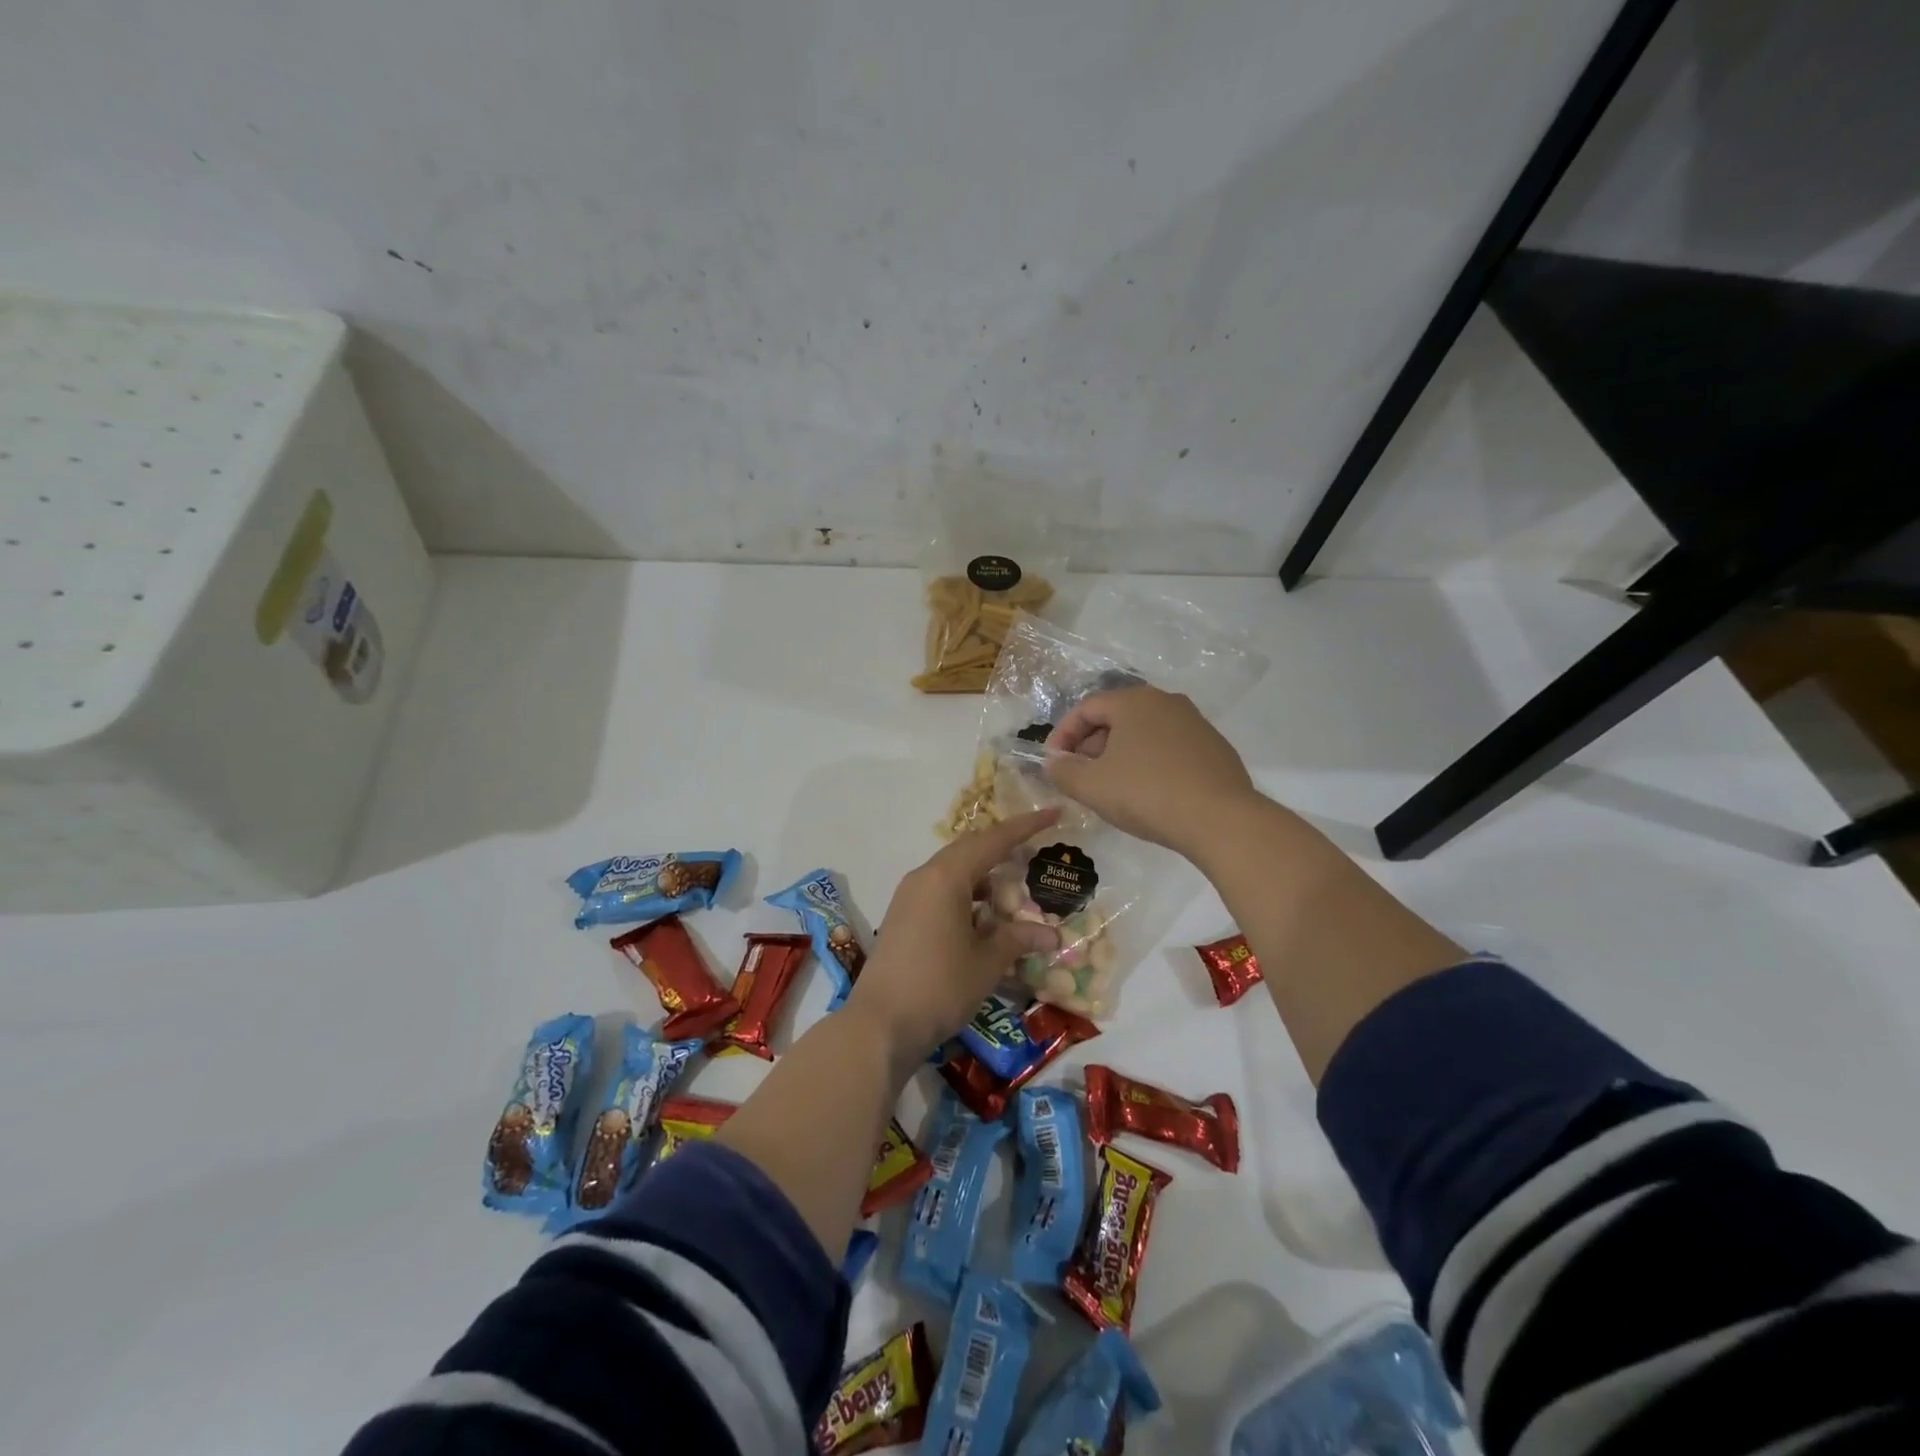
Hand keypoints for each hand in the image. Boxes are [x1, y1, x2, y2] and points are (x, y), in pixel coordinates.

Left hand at [845, 809, 1062, 1061]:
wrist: (880, 1024)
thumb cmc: (939, 986)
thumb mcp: (986, 962)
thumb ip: (1018, 939)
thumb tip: (1051, 934)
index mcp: (946, 877)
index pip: (992, 840)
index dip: (1025, 827)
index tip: (1053, 813)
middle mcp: (924, 877)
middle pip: (969, 850)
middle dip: (1003, 849)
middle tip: (1035, 852)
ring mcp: (909, 897)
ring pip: (953, 872)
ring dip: (984, 877)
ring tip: (1014, 893)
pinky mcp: (902, 917)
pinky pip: (940, 891)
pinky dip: (966, 896)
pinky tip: (984, 919)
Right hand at [1043, 686, 1258, 858]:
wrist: (1220, 820)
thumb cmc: (1146, 793)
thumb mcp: (1091, 786)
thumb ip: (1062, 772)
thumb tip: (1054, 763)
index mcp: (1134, 701)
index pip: (1086, 708)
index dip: (1062, 734)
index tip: (1053, 763)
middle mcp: (1166, 702)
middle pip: (1116, 718)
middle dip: (1091, 747)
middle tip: (1080, 777)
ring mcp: (1196, 724)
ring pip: (1144, 734)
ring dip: (1120, 756)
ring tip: (1112, 789)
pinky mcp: (1215, 749)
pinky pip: (1169, 750)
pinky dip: (1150, 765)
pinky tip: (1148, 795)